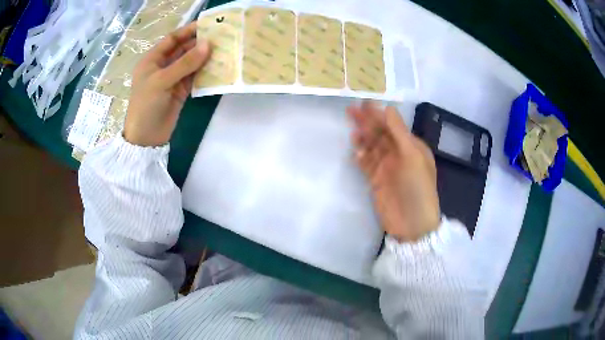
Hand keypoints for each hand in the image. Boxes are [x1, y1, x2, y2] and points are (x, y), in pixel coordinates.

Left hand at [124, 22, 210, 146]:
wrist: (146, 138)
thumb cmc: (146, 105)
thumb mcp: (162, 81)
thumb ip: (185, 63)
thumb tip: (208, 44)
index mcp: (153, 60)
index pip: (172, 39)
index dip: (188, 31)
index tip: (208, 24)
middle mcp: (163, 66)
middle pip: (183, 49)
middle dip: (200, 43)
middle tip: (221, 36)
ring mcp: (173, 78)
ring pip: (191, 63)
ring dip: (205, 56)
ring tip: (224, 49)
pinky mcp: (181, 90)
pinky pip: (195, 77)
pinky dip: (205, 72)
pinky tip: (219, 66)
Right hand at [348, 101, 439, 241]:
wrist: (412, 224)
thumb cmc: (417, 188)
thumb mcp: (412, 157)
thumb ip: (399, 132)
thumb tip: (387, 108)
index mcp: (412, 147)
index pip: (393, 126)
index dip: (378, 115)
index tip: (363, 104)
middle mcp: (400, 155)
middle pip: (381, 135)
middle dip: (367, 123)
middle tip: (350, 111)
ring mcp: (388, 169)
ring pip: (372, 148)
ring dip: (363, 139)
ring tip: (352, 132)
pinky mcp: (377, 181)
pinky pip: (367, 165)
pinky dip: (361, 157)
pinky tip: (355, 152)